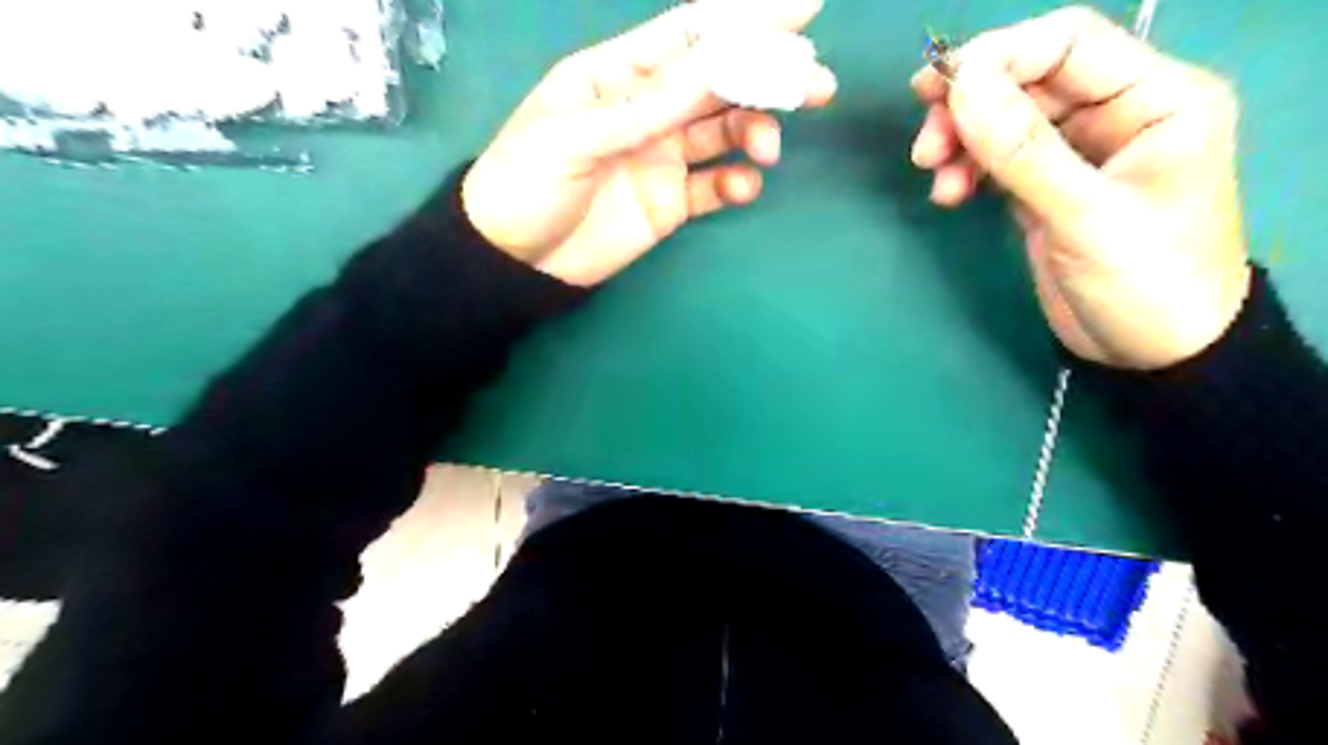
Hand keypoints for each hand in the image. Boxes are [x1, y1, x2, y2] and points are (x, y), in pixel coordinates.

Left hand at [462, 1, 832, 283]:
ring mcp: (661, 158)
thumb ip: (649, 103)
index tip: (804, 9)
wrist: (514, 262)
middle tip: (815, 85)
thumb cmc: (526, 184)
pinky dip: (735, 183)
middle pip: (718, 82)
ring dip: (755, 131)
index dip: (745, 19)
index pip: (690, 36)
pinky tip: (743, 187)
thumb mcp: (578, 136)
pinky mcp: (669, 203)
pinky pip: (712, 186)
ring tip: (767, 148)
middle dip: (768, 77)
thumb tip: (720, 60)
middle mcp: (647, 110)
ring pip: (723, 131)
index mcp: (617, 75)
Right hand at [907, 9, 1251, 368]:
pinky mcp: (1047, 187)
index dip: (999, 57)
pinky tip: (950, 195)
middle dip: (969, 109)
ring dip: (961, 143)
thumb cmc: (1145, 282)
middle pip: (1027, 81)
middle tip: (925, 148)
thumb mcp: (1085, 216)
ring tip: (935, 179)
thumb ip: (1024, 152)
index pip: (1068, 44)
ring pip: (1005, 121)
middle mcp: (1116, 113)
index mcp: (1156, 98)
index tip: (939, 93)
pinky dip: (967, 170)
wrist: (1152, 354)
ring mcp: (1077, 152)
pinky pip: (998, 160)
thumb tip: (961, 86)